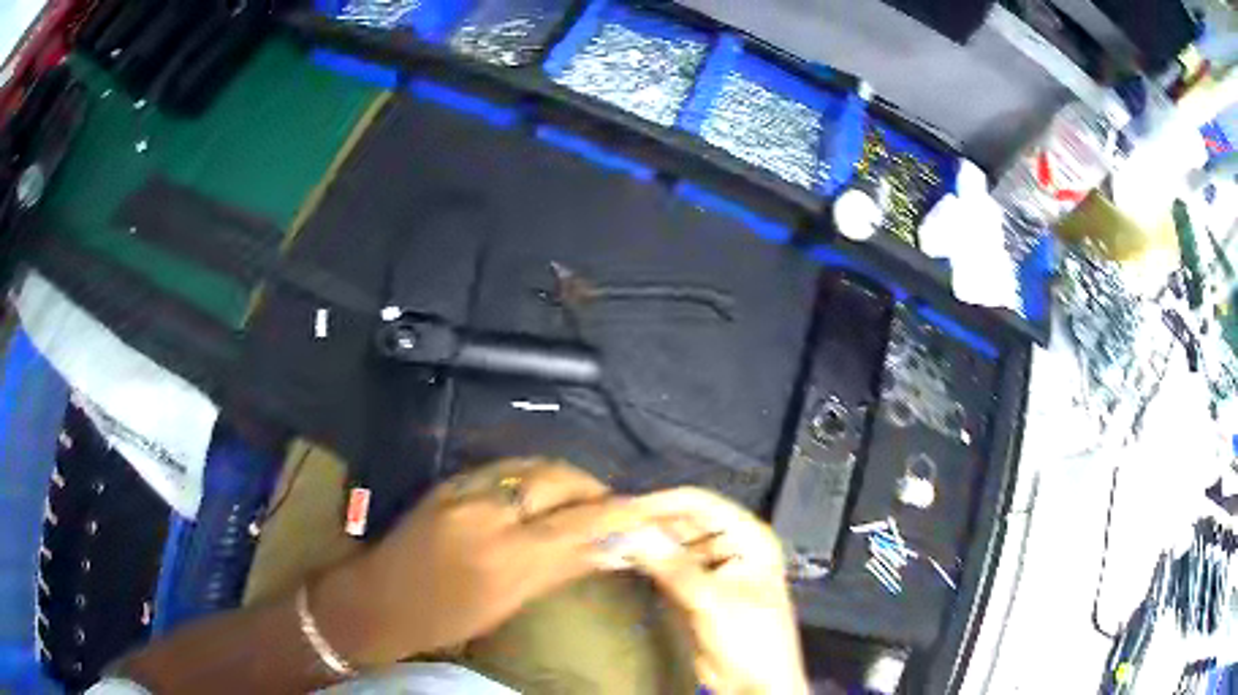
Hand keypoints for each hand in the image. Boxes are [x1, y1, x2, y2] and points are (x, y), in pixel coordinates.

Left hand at [311, 459, 657, 665]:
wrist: (381, 597)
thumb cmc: (446, 618)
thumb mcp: (506, 603)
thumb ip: (558, 569)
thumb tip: (608, 550)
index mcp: (504, 556)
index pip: (576, 524)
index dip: (616, 514)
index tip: (644, 512)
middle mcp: (485, 512)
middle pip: (557, 479)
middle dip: (592, 487)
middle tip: (610, 504)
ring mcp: (463, 489)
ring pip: (531, 465)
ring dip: (564, 477)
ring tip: (580, 496)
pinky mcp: (448, 480)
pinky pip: (503, 467)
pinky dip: (532, 474)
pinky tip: (541, 490)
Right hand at [624, 488, 808, 694]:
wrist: (756, 684)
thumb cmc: (749, 638)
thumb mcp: (712, 601)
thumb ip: (673, 566)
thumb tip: (631, 531)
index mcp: (748, 536)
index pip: (701, 504)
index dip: (662, 503)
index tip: (620, 508)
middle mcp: (731, 544)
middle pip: (684, 522)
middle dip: (648, 524)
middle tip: (605, 527)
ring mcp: (713, 566)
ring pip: (673, 544)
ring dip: (644, 544)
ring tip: (606, 542)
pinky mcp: (696, 588)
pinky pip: (668, 567)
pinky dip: (647, 564)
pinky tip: (620, 560)